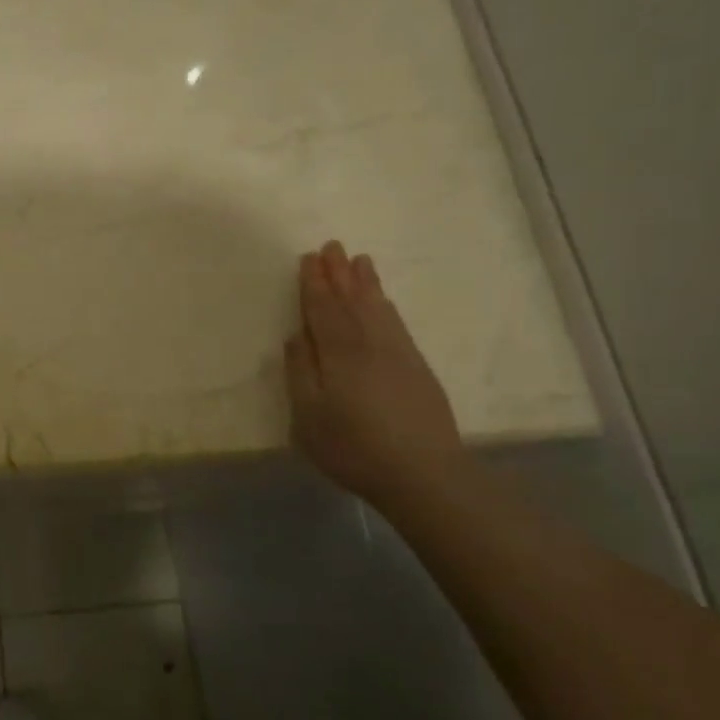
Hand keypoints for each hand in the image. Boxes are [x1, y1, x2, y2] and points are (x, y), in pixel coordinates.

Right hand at [285, 241, 467, 507]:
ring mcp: (398, 354)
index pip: (323, 310)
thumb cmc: (352, 446)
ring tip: (360, 261)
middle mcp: (370, 344)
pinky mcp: (417, 368)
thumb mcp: (308, 415)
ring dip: (366, 284)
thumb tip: (296, 336)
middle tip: (332, 246)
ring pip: (378, 309)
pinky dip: (386, 306)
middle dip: (339, 274)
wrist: (423, 473)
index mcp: (339, 353)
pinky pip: (396, 324)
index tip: (308, 259)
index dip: (314, 284)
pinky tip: (383, 302)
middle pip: (352, 302)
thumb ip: (300, 372)